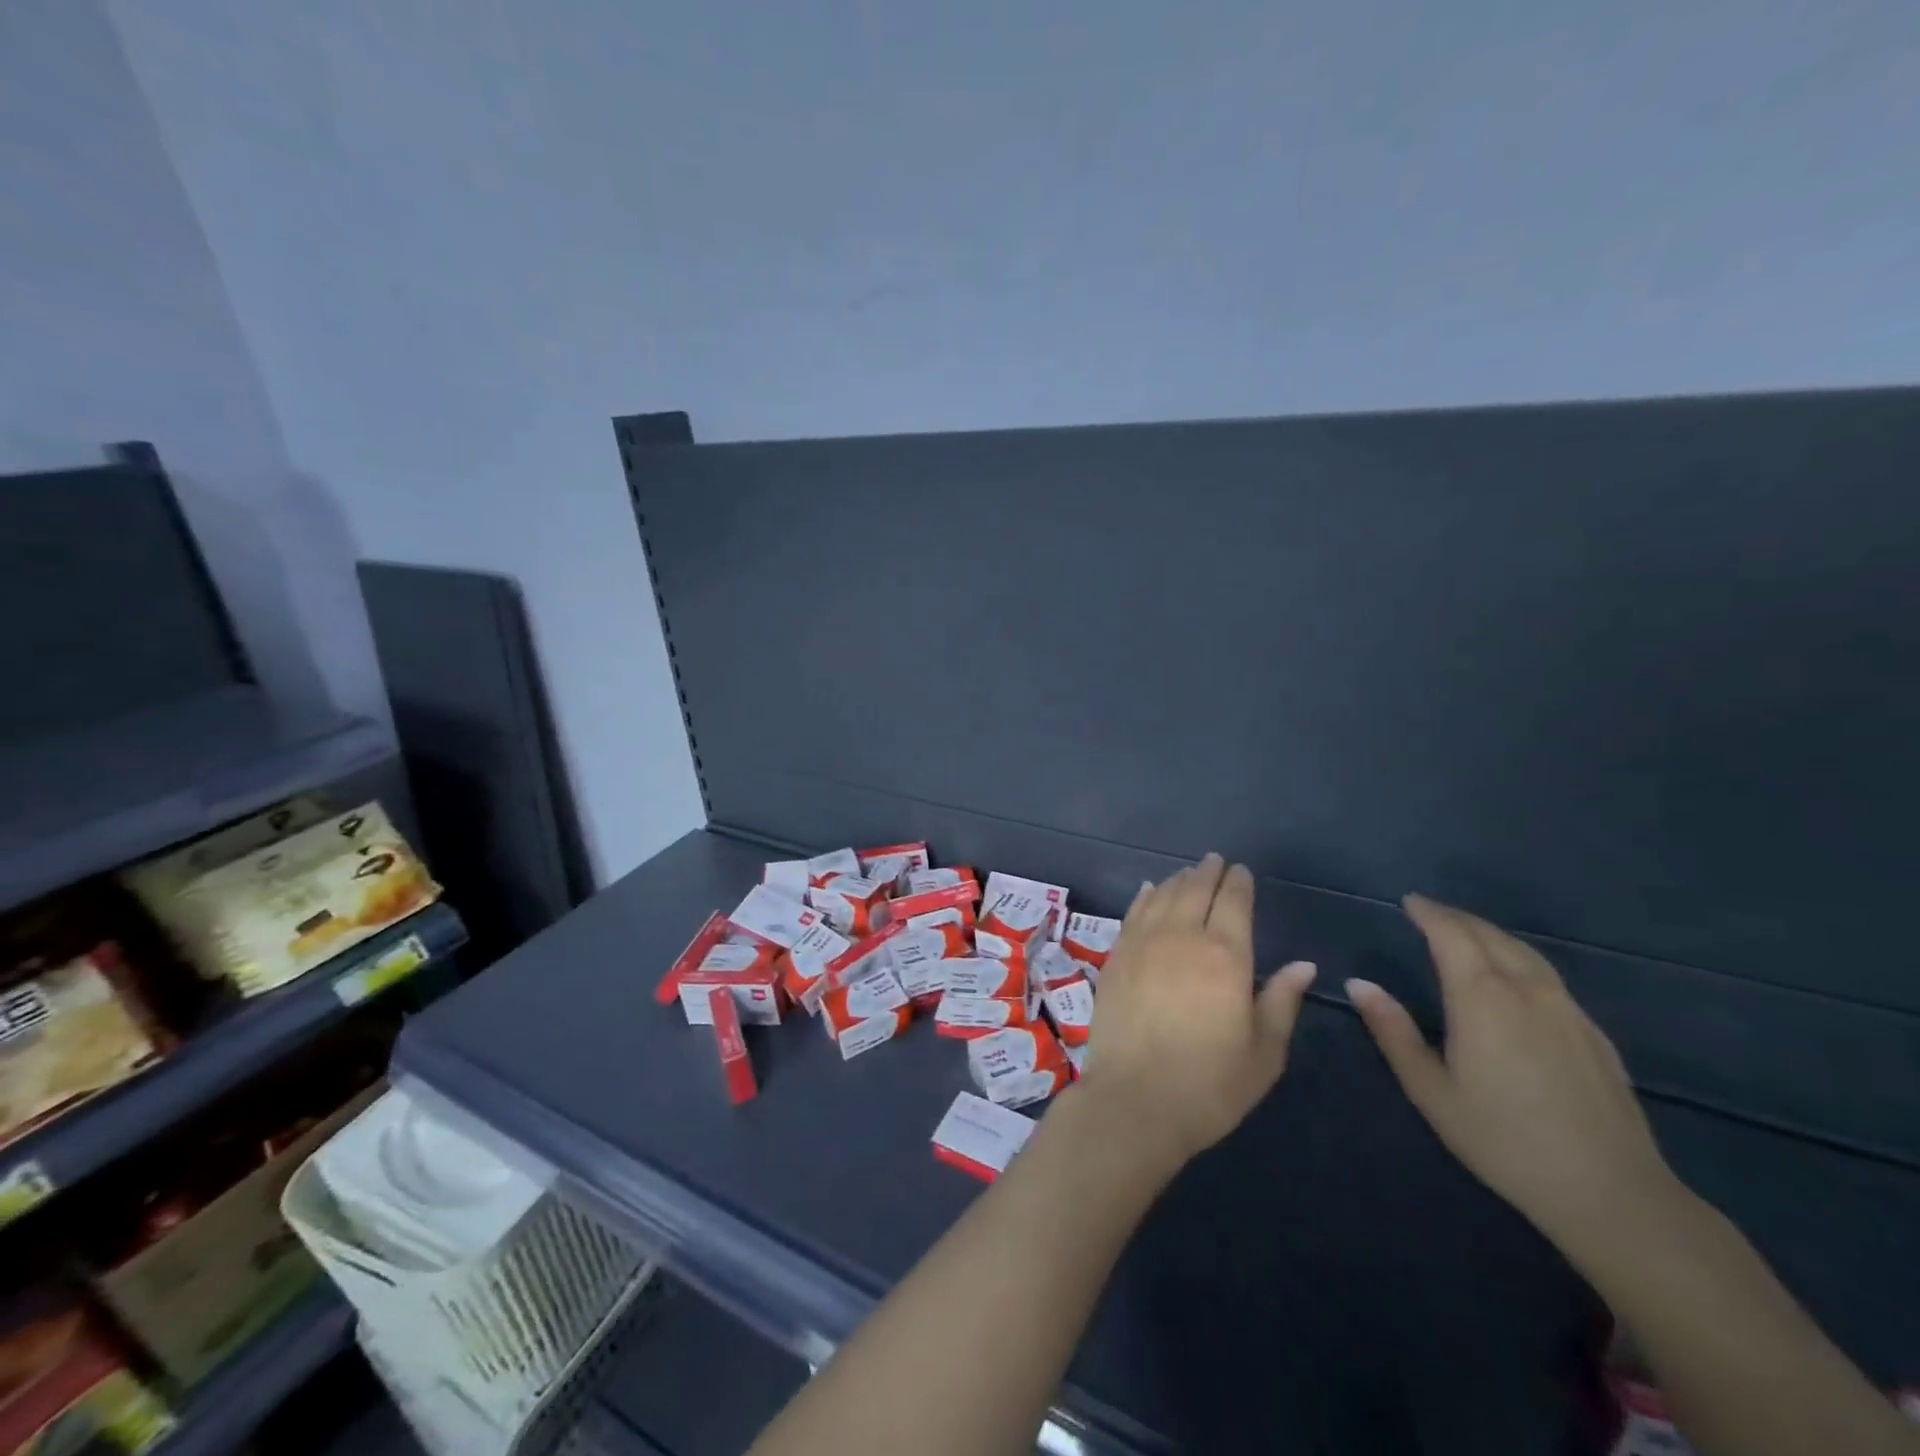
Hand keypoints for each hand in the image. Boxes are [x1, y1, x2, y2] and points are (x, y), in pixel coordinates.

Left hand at [1079, 853, 1316, 1168]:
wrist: (1135, 1100)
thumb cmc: (1209, 1084)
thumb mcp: (1263, 1053)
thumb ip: (1282, 1001)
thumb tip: (1303, 965)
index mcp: (1225, 956)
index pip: (1233, 902)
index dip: (1238, 883)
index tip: (1242, 872)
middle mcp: (1182, 937)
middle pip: (1195, 890)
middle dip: (1208, 873)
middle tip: (1216, 862)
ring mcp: (1143, 943)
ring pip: (1163, 896)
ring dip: (1178, 881)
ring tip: (1189, 874)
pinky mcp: (1116, 956)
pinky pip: (1133, 913)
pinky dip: (1145, 896)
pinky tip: (1151, 890)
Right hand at [1346, 894, 1679, 1260]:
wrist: (1611, 1193)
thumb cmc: (1504, 1139)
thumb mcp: (1431, 1090)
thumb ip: (1393, 1031)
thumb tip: (1358, 983)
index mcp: (1482, 998)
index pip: (1452, 935)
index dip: (1429, 913)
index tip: (1409, 901)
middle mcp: (1527, 991)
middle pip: (1490, 936)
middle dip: (1456, 918)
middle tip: (1429, 912)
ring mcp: (1567, 1009)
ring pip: (1524, 952)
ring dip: (1489, 934)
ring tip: (1466, 934)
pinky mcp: (1593, 1032)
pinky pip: (1548, 975)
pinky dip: (1518, 958)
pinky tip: (1513, 977)